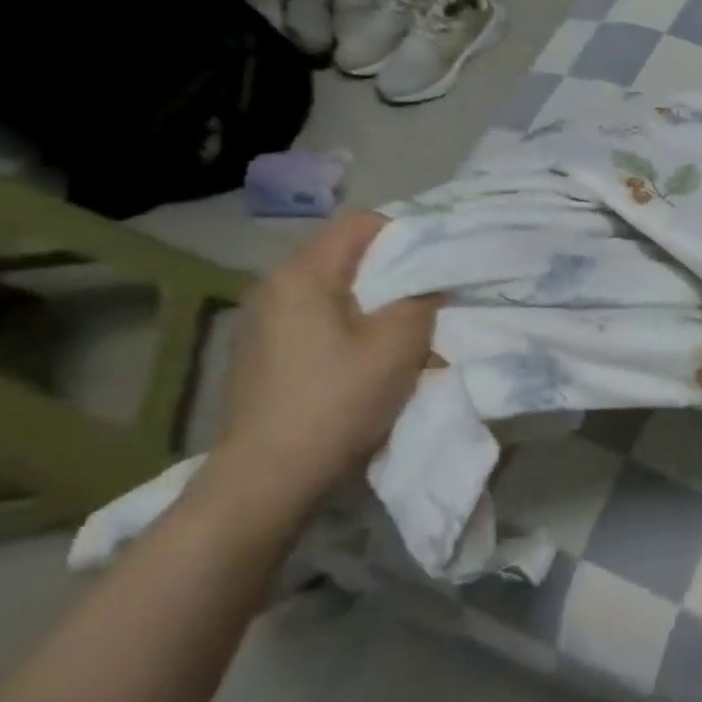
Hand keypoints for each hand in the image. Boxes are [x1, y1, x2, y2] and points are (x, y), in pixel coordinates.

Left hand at [195, 212, 439, 526]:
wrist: (269, 478)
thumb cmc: (338, 400)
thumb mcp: (399, 342)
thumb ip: (423, 298)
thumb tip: (430, 282)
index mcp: (302, 273)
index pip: (363, 224)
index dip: (408, 236)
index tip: (438, 266)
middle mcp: (274, 286)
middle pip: (348, 257)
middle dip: (394, 273)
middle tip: (430, 300)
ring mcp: (262, 321)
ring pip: (335, 291)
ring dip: (375, 303)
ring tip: (404, 332)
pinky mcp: (263, 353)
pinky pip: (318, 320)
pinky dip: (350, 327)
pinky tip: (368, 359)